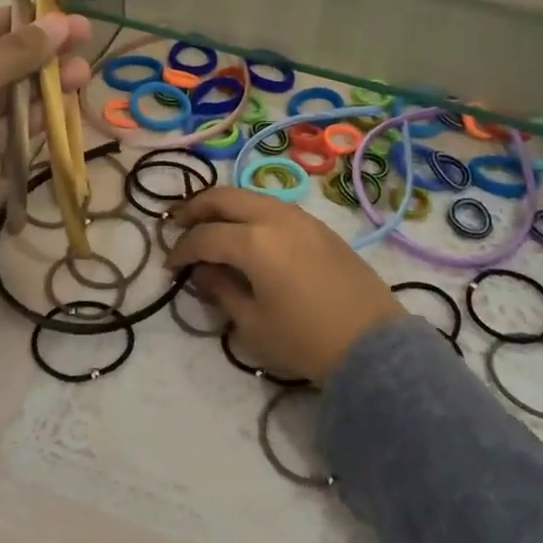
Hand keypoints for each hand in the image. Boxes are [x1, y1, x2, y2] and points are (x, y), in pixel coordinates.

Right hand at [166, 187, 401, 385]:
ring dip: (225, 206)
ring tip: (210, 224)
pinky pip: (275, 206)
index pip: (204, 236)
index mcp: (254, 242)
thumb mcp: (252, 323)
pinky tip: (247, 232)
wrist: (372, 346)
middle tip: (178, 224)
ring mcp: (301, 217)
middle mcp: (275, 217)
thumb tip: (202, 271)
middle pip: (225, 197)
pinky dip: (251, 212)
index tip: (169, 266)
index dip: (181, 250)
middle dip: (196, 209)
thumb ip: (220, 290)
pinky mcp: (320, 226)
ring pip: (252, 196)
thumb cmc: (305, 340)